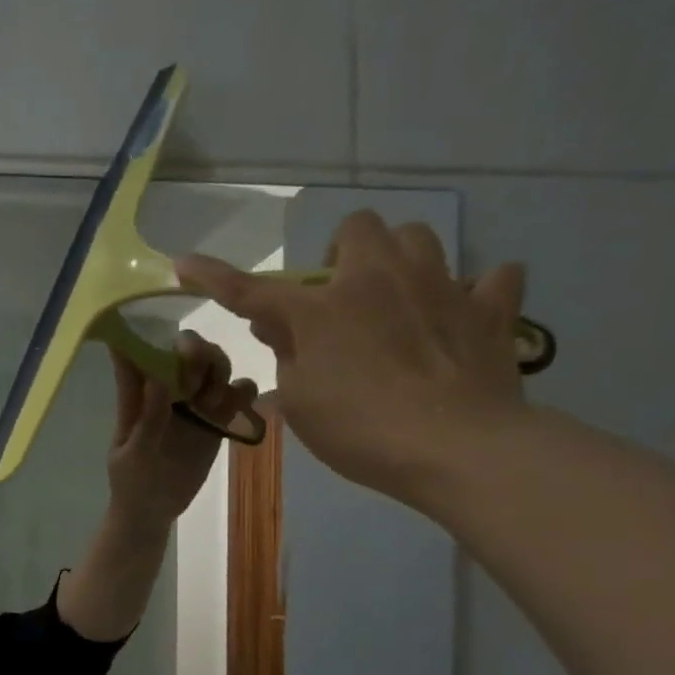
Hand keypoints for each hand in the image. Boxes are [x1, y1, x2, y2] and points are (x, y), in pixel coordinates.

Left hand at [104, 330, 256, 526]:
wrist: (151, 512)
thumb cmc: (131, 482)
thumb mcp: (134, 454)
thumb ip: (148, 418)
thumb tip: (160, 377)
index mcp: (138, 395)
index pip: (141, 352)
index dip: (155, 338)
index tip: (170, 346)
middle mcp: (167, 391)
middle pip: (188, 350)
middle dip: (198, 352)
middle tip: (196, 381)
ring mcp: (194, 405)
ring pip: (215, 367)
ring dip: (220, 370)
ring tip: (211, 402)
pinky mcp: (216, 421)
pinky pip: (237, 395)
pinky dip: (244, 391)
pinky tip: (238, 405)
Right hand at [176, 211, 529, 508]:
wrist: (456, 446)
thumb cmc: (359, 429)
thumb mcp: (300, 401)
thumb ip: (286, 357)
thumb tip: (279, 327)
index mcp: (323, 309)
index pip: (252, 289)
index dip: (214, 277)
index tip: (184, 264)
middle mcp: (379, 280)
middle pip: (358, 228)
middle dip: (341, 254)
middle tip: (337, 297)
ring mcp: (441, 287)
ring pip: (419, 238)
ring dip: (399, 259)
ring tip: (394, 298)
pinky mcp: (491, 308)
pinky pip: (491, 278)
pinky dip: (473, 291)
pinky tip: (460, 314)